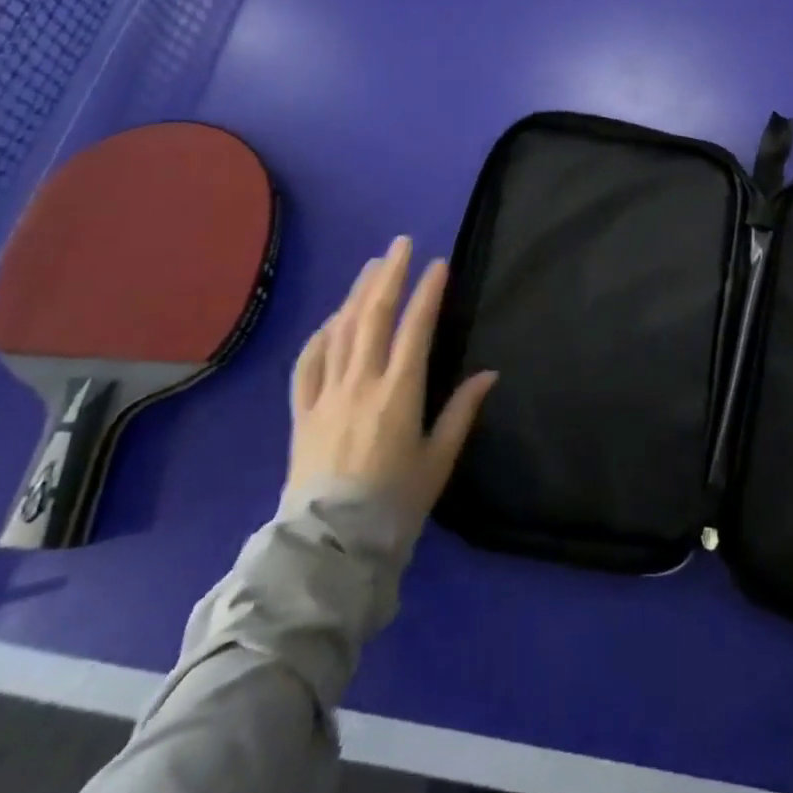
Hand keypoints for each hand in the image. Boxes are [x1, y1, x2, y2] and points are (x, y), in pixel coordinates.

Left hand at [287, 236, 497, 523]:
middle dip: (389, 275)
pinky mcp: (302, 412)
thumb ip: (462, 412)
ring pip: (341, 331)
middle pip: (374, 316)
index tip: (438, 264)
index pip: (415, 328)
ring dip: (358, 294)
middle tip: (401, 244)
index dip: (428, 292)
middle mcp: (361, 383)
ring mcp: (326, 395)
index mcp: (399, 392)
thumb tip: (489, 373)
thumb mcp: (438, 460)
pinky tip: (332, 319)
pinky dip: (321, 335)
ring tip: (372, 266)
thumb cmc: (394, 504)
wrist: (329, 548)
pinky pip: (308, 363)